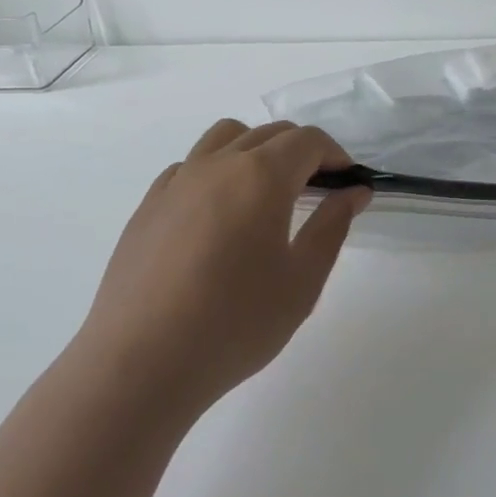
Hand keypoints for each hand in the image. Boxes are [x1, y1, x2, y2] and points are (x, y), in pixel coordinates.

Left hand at [74, 120, 368, 413]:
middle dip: (302, 151)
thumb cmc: (236, 323)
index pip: (308, 141)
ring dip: (257, 150)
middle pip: (269, 133)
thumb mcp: (302, 281)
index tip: (349, 184)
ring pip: (225, 138)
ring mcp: (177, 181)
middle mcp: (217, 165)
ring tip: (268, 192)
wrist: (142, 363)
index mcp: (261, 177)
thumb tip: (353, 192)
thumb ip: (332, 227)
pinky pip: (190, 166)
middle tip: (319, 191)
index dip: (336, 155)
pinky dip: (217, 171)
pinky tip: (220, 215)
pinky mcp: (149, 205)